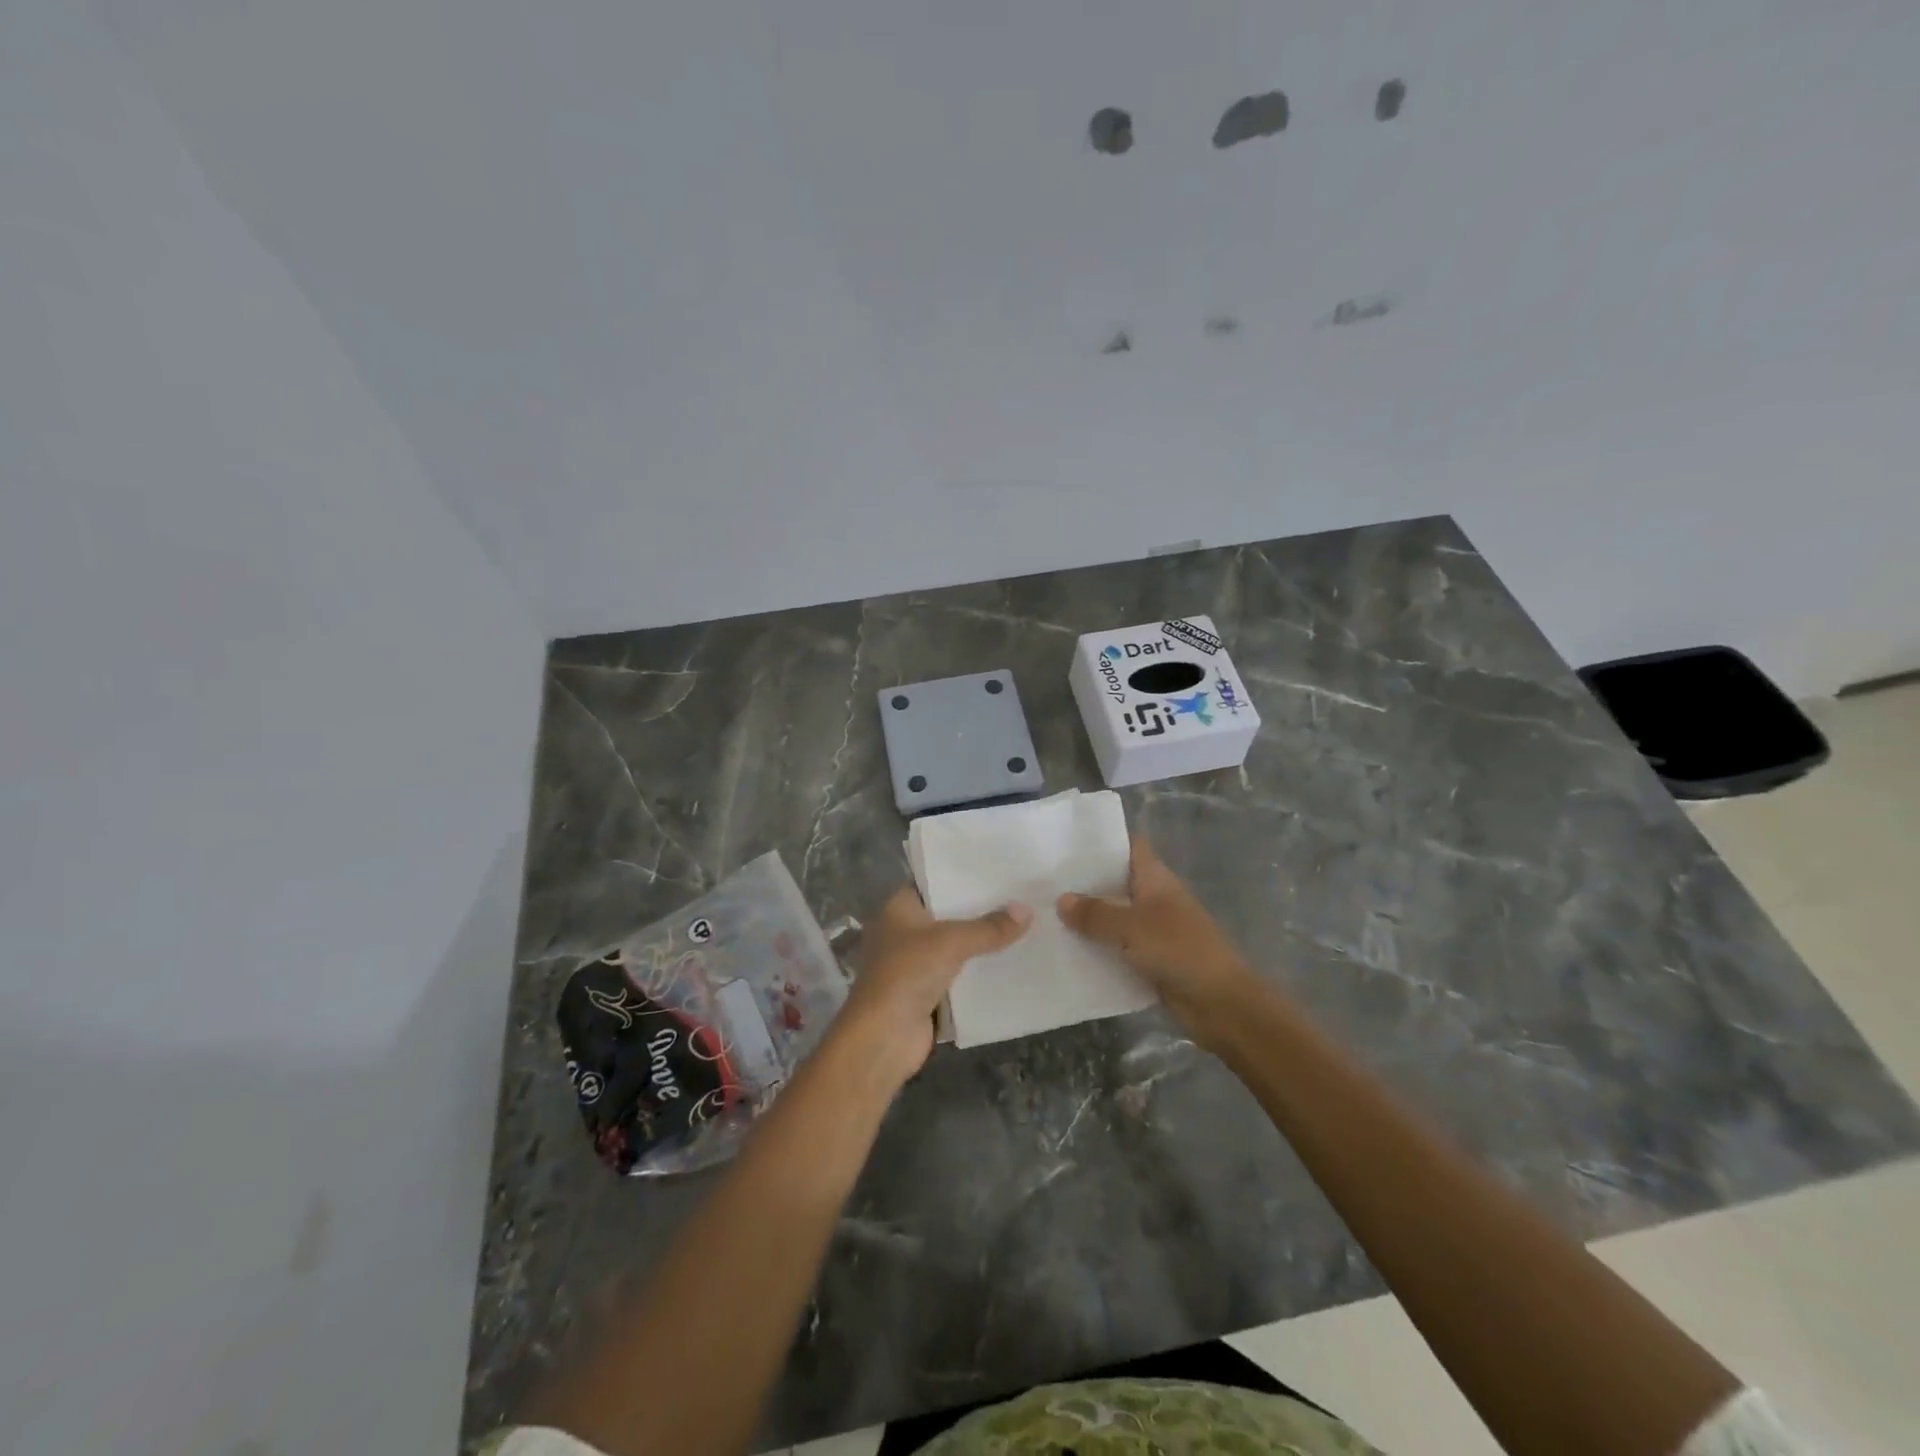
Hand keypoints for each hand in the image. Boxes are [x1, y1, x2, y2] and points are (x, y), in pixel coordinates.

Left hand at [837, 886, 1030, 1085]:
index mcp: (898, 908)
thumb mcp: (951, 942)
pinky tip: (1011, 962)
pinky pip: (959, 975)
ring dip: (982, 943)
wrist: (883, 1038)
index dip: (960, 875)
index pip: (932, 881)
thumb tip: (1026, 910)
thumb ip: (989, 927)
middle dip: (979, 910)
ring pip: (955, 946)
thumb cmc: (907, 974)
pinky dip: (979, 972)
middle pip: (947, 915)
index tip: (995, 868)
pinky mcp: (927, 993)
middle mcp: (904, 931)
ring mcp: (914, 964)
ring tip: (1023, 924)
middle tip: (1019, 895)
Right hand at [1057, 836, 1256, 1045]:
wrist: (1221, 1004)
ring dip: (1087, 920)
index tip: (1065, 842)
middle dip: (1084, 883)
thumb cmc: (1179, 950)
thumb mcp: (1131, 927)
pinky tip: (1065, 951)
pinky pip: (1116, 949)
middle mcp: (1153, 899)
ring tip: (1043, 914)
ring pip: (1113, 918)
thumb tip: (1061, 900)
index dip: (1102, 841)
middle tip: (1041, 880)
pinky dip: (1096, 949)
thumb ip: (1096, 914)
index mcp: (1155, 880)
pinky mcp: (1149, 960)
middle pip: (1115, 883)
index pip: (1129, 847)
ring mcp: (1153, 931)